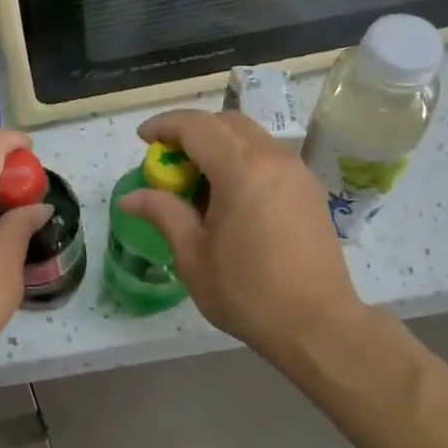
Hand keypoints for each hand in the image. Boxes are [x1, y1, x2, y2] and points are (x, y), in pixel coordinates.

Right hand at [119, 109, 361, 365]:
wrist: (317, 325)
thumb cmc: (247, 292)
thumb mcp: (193, 256)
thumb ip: (163, 214)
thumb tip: (130, 197)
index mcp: (242, 170)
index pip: (197, 126)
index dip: (165, 125)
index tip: (143, 139)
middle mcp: (273, 159)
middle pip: (226, 123)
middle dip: (192, 132)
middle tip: (169, 162)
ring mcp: (297, 172)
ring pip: (251, 138)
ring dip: (219, 146)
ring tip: (198, 184)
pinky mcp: (310, 190)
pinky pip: (269, 158)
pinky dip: (242, 161)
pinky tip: (230, 199)